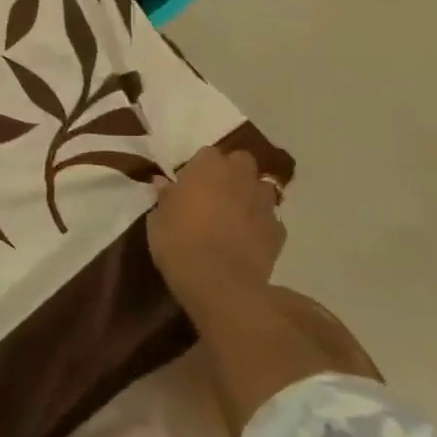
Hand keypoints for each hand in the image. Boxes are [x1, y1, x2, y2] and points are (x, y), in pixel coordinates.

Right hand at [147, 147, 285, 312]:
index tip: (187, 186)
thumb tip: (164, 184)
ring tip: (234, 216)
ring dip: (250, 196)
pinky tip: (247, 240)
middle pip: (241, 162)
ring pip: (261, 188)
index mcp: (208, 166)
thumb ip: (165, 197)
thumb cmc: (178, 242)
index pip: (206, 154)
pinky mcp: (278, 231)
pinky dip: (260, 225)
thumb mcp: (157, 219)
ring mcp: (264, 203)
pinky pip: (269, 220)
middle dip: (231, 173)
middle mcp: (240, 176)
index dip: (198, 169)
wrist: (218, 282)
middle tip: (214, 194)